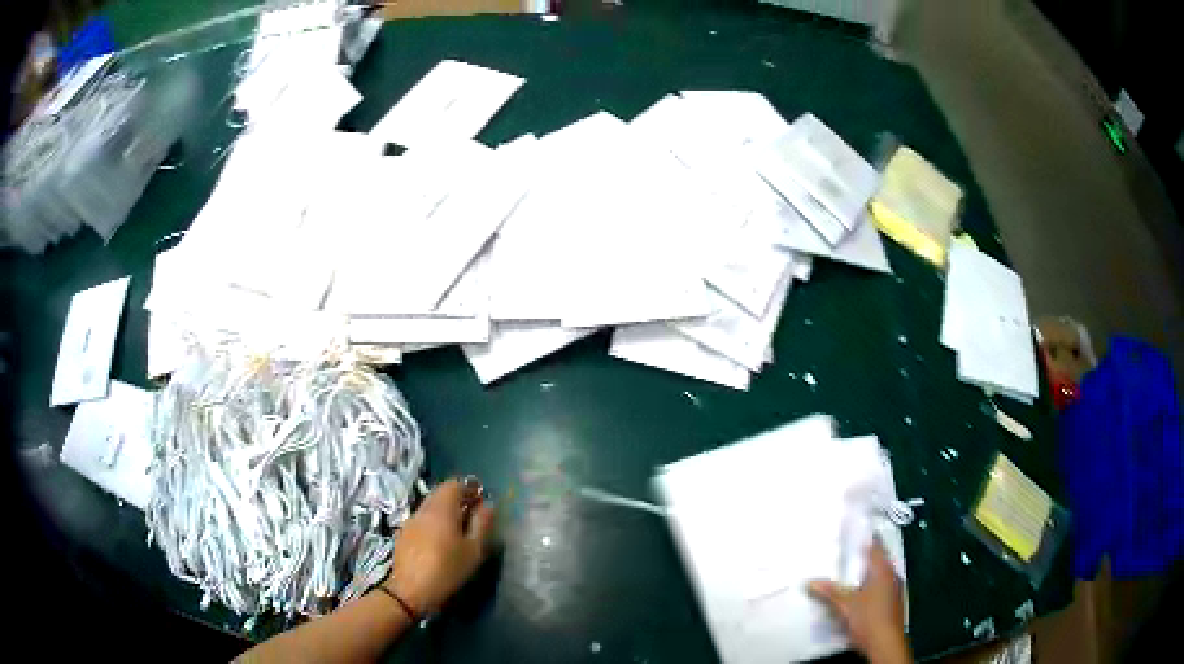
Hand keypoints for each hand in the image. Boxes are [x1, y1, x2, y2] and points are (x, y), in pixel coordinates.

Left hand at [384, 479, 496, 616]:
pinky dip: (434, 523)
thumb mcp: (473, 550)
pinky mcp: (404, 534)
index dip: (470, 489)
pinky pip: (422, 519)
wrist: (410, 590)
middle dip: (458, 500)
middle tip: (473, 517)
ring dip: (446, 512)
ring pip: (430, 506)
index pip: (455, 484)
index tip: (482, 501)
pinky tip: (441, 542)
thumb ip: (482, 524)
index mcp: (441, 508)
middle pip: (441, 493)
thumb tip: (488, 505)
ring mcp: (411, 521)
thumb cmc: (447, 569)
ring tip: (459, 531)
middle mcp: (423, 509)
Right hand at [808, 540, 910, 663]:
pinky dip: (869, 586)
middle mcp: (892, 576)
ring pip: (879, 575)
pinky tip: (858, 593)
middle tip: (846, 552)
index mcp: (883, 571)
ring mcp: (894, 590)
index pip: (875, 547)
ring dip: (866, 573)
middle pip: (878, 561)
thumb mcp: (845, 605)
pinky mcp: (892, 603)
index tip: (854, 529)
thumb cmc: (868, 618)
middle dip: (864, 557)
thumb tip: (810, 581)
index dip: (866, 538)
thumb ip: (830, 592)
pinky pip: (880, 587)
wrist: (885, 643)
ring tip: (848, 573)